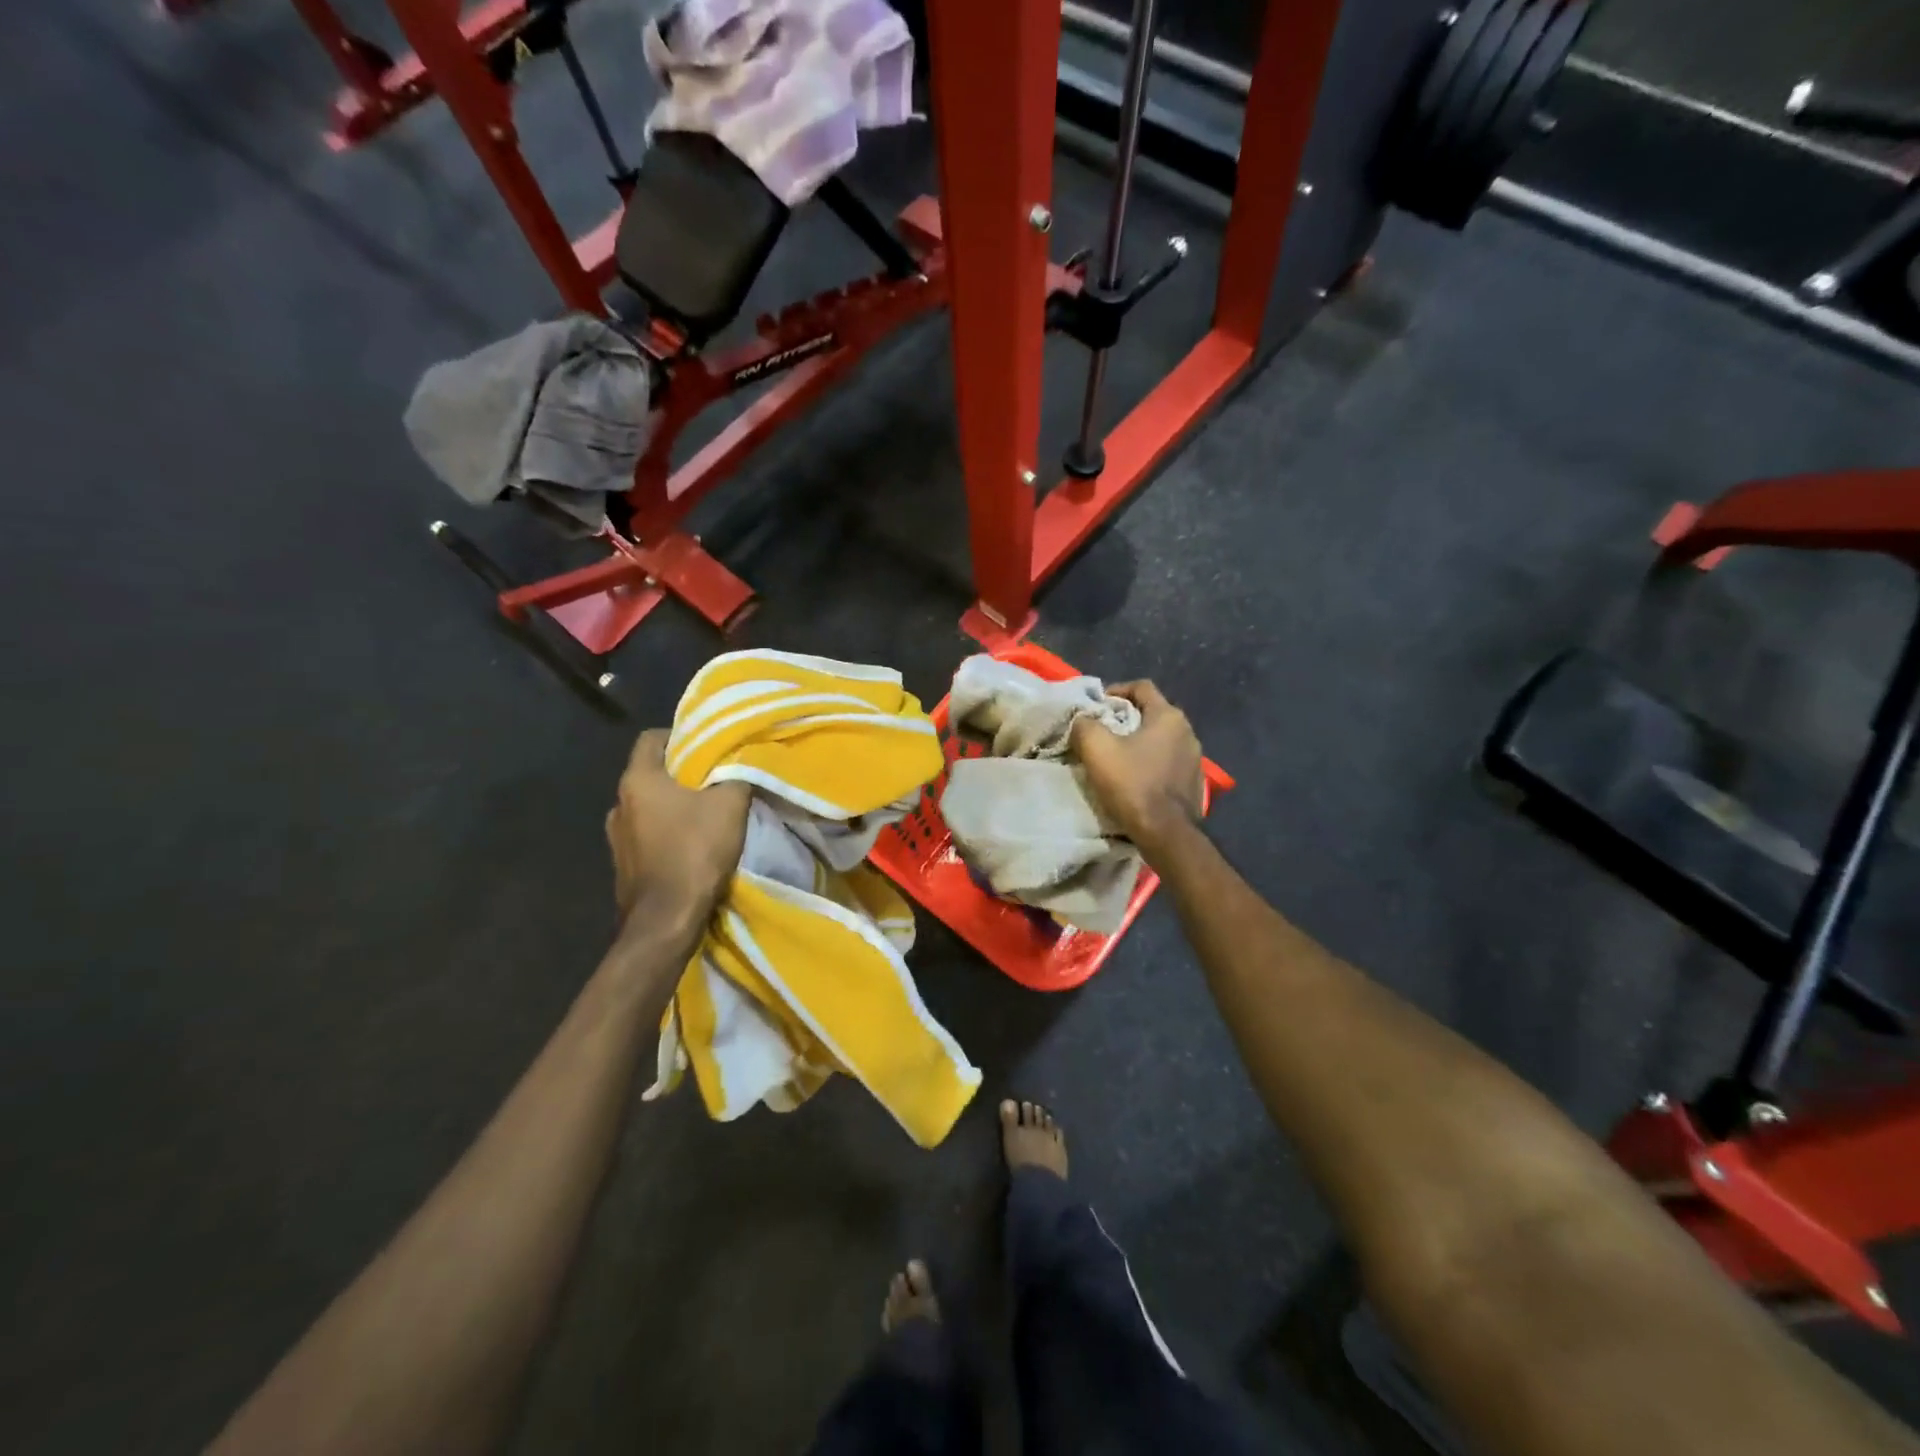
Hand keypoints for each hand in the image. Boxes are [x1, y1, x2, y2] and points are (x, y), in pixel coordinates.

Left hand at [606, 730, 750, 923]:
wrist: (666, 919)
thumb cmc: (694, 851)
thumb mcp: (730, 805)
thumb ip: (736, 775)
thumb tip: (740, 763)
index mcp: (638, 780)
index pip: (652, 738)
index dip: (681, 736)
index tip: (709, 745)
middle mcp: (618, 803)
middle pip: (651, 773)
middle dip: (683, 773)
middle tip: (715, 778)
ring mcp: (616, 837)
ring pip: (649, 806)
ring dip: (673, 805)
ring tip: (705, 813)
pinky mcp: (622, 864)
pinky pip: (647, 835)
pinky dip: (667, 832)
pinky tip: (690, 844)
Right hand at [1071, 681, 1204, 858]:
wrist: (1165, 833)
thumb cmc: (1132, 784)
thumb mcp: (1096, 748)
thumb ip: (1085, 725)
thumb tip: (1083, 720)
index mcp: (1168, 716)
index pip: (1141, 687)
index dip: (1115, 690)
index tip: (1096, 706)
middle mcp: (1188, 732)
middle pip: (1151, 713)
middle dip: (1125, 719)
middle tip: (1101, 732)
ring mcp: (1195, 759)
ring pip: (1160, 740)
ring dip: (1138, 743)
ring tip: (1115, 757)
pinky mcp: (1194, 783)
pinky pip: (1167, 763)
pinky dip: (1149, 763)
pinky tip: (1134, 779)